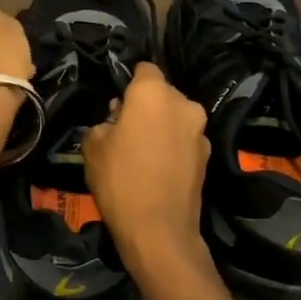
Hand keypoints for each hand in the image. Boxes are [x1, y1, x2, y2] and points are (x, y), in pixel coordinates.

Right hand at [82, 63, 209, 270]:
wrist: (158, 231)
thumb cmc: (120, 180)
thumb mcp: (92, 146)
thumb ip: (104, 122)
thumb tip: (117, 120)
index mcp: (154, 92)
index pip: (144, 68)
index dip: (129, 83)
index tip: (118, 104)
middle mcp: (183, 103)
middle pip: (162, 93)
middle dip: (146, 105)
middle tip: (125, 129)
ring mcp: (200, 130)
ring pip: (175, 117)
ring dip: (161, 126)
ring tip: (142, 153)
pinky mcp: (208, 155)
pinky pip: (184, 140)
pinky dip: (173, 146)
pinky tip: (158, 169)